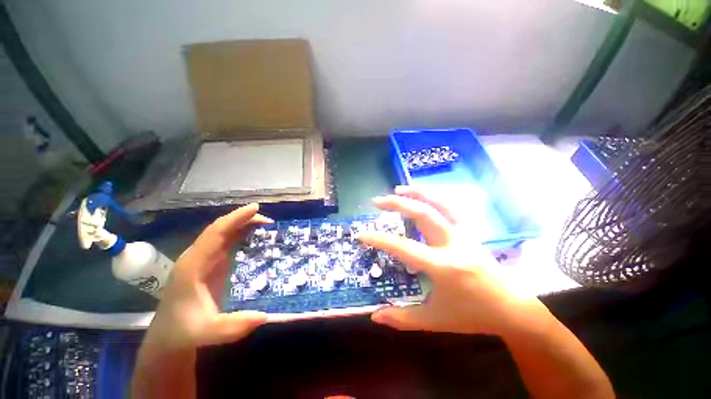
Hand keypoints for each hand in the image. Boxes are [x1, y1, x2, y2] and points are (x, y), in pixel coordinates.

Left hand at [143, 203, 271, 354]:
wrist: (168, 337)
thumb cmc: (184, 332)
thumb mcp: (207, 332)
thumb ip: (232, 327)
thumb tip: (264, 315)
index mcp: (193, 265)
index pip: (215, 233)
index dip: (236, 218)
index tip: (256, 208)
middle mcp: (197, 257)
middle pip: (220, 229)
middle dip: (243, 219)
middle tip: (268, 219)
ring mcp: (203, 260)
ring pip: (223, 234)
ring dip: (243, 225)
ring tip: (265, 223)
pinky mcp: (209, 265)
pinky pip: (226, 242)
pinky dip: (240, 234)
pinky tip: (253, 235)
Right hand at [359, 186, 545, 336]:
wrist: (513, 309)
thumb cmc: (472, 315)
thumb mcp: (434, 321)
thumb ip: (402, 318)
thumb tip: (374, 316)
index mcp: (443, 266)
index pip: (403, 247)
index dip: (380, 240)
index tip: (362, 235)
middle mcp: (453, 244)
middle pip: (422, 214)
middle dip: (397, 204)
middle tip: (377, 201)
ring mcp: (464, 234)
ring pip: (440, 204)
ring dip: (418, 192)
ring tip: (399, 188)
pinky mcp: (470, 231)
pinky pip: (450, 208)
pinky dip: (434, 197)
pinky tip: (423, 195)